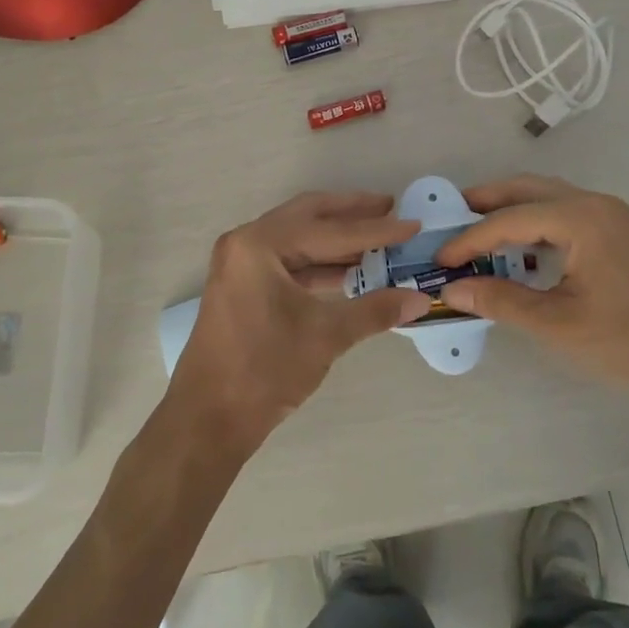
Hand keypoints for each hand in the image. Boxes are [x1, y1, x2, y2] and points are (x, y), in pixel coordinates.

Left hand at [167, 192, 432, 456]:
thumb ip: (375, 310)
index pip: (329, 229)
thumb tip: (420, 299)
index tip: (412, 223)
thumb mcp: (326, 336)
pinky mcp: (242, 285)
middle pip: (308, 216)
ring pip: (298, 238)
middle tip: (391, 208)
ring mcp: (240, 263)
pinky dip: (320, 263)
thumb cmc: (264, 370)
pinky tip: (351, 271)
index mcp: (260, 244)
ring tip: (379, 238)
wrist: (208, 419)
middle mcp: (245, 242)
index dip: (376, 229)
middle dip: (352, 213)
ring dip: (337, 239)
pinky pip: (288, 261)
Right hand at [436, 175, 628, 405]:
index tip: (441, 258)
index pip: (511, 219)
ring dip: (511, 209)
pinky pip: (565, 212)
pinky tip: (518, 246)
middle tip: (450, 217)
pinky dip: (535, 221)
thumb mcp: (556, 324)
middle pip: (529, 189)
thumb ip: (500, 301)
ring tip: (476, 228)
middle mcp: (596, 205)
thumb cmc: (626, 343)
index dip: (470, 238)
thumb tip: (450, 289)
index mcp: (582, 219)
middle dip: (487, 201)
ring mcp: (611, 216)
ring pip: (548, 197)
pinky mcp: (618, 232)